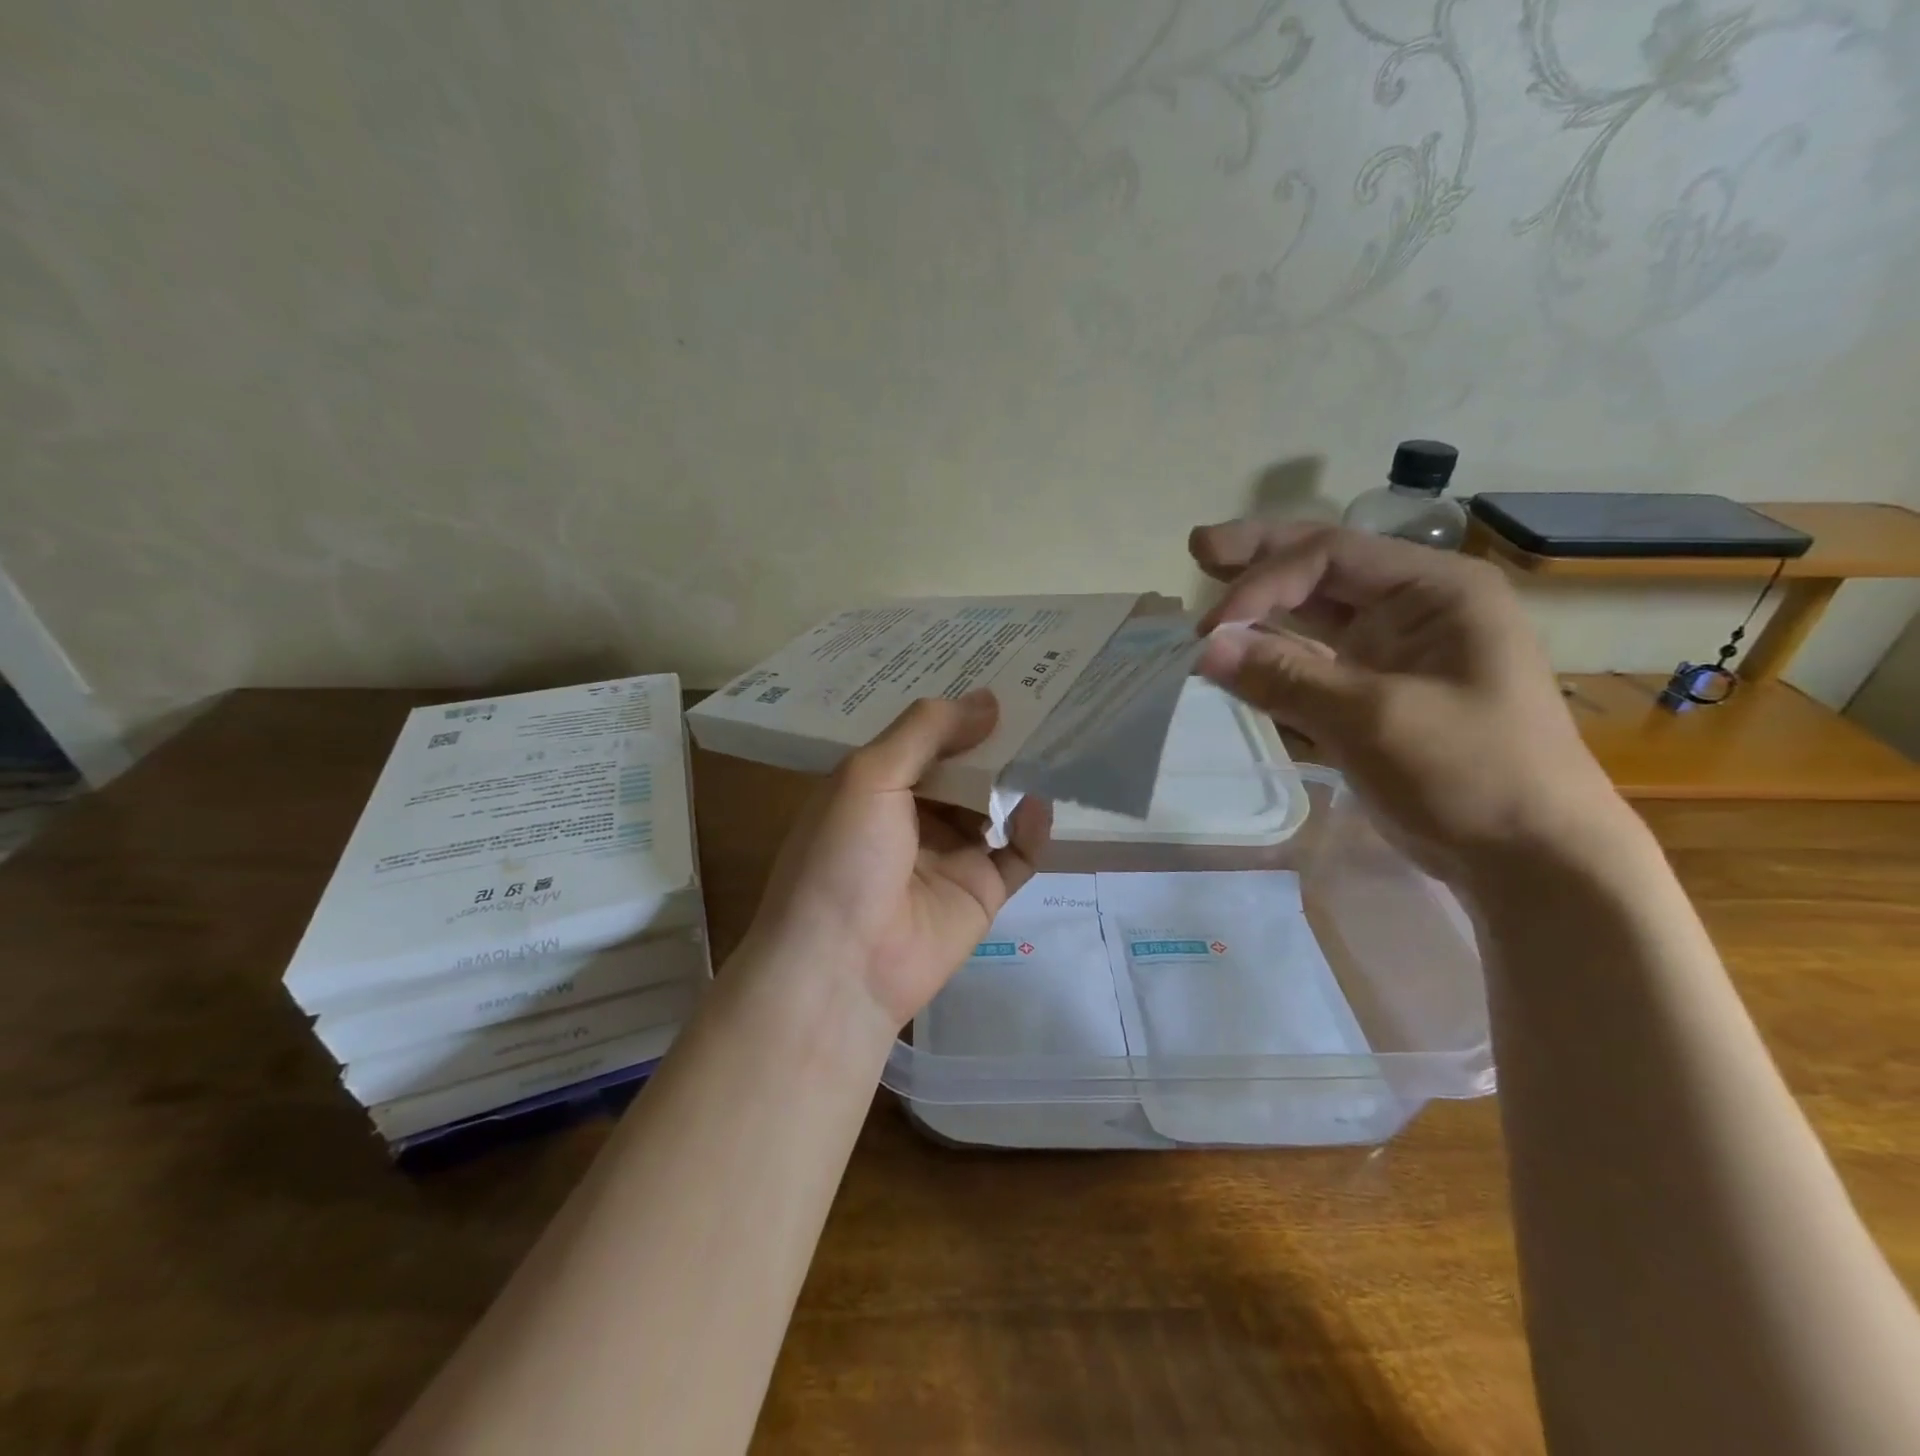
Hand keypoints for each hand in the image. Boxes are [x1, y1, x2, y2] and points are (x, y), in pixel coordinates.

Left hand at [745, 690, 1051, 1028]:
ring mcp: (948, 855)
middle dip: (993, 739)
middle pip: (963, 769)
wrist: (842, 967)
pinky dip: (1031, 828)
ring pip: (993, 805)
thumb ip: (926, 732)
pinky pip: (1017, 853)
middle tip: (1039, 697)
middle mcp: (912, 816)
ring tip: (1051, 739)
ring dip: (1017, 778)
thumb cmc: (843, 858)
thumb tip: (988, 698)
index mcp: (875, 786)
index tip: (997, 672)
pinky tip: (1037, 805)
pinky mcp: (981, 891)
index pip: (922, 737)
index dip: (954, 709)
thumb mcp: (869, 777)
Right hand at [1190, 520, 1626, 881]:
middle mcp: (1414, 609)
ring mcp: (1394, 652)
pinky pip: (1313, 662)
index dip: (1262, 583)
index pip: (1329, 557)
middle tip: (1199, 547)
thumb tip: (1203, 649)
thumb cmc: (1470, 773)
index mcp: (1435, 590)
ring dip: (1262, 608)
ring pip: (1314, 615)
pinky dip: (1274, 657)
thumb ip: (1285, 677)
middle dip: (1260, 560)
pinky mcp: (1376, 694)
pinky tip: (1239, 652)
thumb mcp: (1373, 719)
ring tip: (1211, 587)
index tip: (1208, 631)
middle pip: (1323, 569)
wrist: (1529, 858)